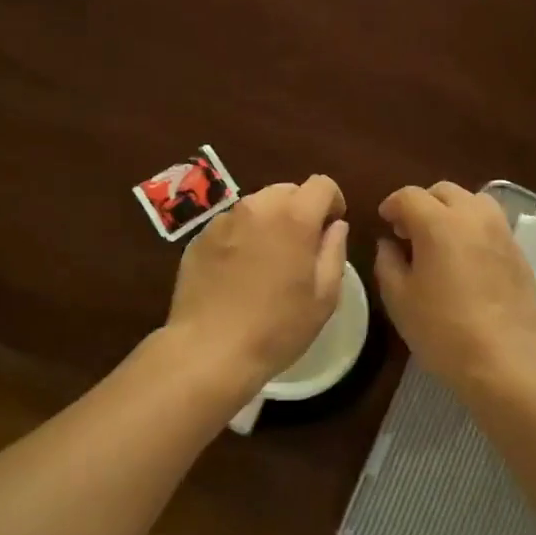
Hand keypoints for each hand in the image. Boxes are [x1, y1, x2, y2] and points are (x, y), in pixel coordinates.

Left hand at [166, 175, 349, 394]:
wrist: (208, 350)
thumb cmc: (276, 327)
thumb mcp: (324, 297)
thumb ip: (334, 251)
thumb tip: (335, 226)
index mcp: (294, 217)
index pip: (322, 184)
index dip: (333, 201)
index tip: (331, 228)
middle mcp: (257, 207)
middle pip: (287, 191)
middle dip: (300, 210)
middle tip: (301, 248)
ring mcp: (223, 220)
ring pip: (257, 206)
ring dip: (269, 222)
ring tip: (268, 260)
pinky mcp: (199, 237)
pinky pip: (231, 225)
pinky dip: (242, 237)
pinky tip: (238, 272)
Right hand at [374, 182, 535, 385]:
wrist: (503, 359)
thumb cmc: (442, 329)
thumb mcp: (399, 298)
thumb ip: (388, 262)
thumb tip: (389, 243)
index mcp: (438, 223)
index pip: (409, 195)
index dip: (392, 205)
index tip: (385, 223)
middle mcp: (472, 216)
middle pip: (444, 191)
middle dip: (423, 204)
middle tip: (411, 232)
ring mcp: (501, 232)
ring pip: (474, 201)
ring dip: (453, 211)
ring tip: (444, 239)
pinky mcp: (519, 252)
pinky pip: (493, 225)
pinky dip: (475, 229)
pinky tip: (468, 259)